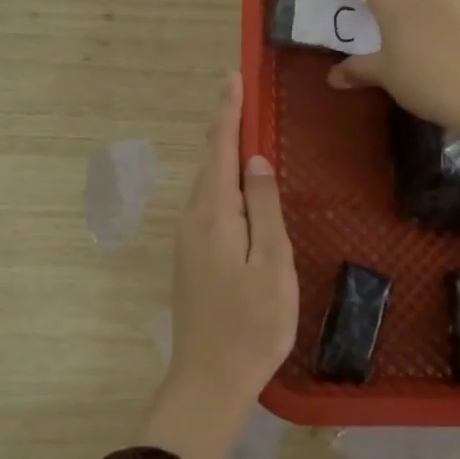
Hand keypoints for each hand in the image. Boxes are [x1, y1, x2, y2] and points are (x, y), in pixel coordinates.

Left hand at [142, 72, 297, 458]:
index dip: (228, 111)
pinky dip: (222, 183)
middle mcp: (192, 219)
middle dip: (225, 127)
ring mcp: (187, 241)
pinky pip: (207, 206)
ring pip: (208, 185)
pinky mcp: (190, 259)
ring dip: (223, 155)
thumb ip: (264, 207)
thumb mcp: (272, 263)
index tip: (234, 77)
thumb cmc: (252, 323)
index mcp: (213, 214)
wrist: (209, 381)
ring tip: (243, 130)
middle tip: (244, 97)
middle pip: (209, 162)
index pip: (220, 148)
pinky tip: (238, 188)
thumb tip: (256, 160)